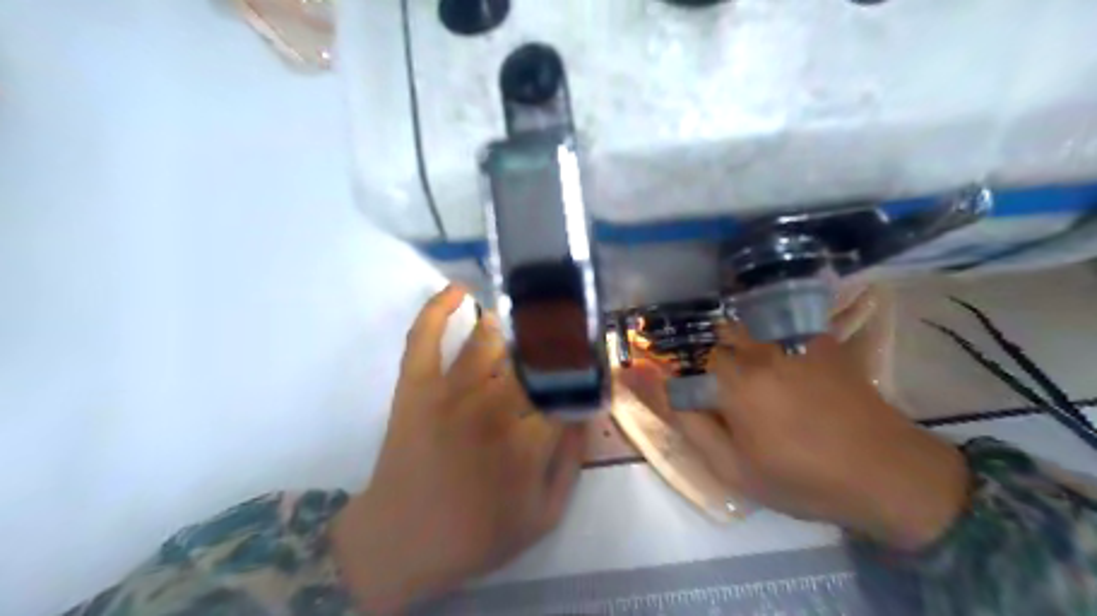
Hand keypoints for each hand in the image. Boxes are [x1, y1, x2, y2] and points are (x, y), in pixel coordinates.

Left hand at [329, 286, 586, 613]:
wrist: (402, 540)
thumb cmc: (478, 532)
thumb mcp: (544, 515)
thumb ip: (572, 463)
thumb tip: (587, 413)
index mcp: (527, 441)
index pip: (569, 389)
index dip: (586, 372)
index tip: (595, 362)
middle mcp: (493, 407)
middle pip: (534, 357)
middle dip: (558, 337)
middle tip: (571, 324)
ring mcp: (450, 392)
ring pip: (488, 340)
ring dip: (513, 322)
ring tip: (529, 312)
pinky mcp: (416, 386)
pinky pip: (425, 337)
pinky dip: (438, 308)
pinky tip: (458, 289)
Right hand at [620, 327, 972, 552]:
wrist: (889, 473)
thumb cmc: (803, 478)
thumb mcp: (733, 467)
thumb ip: (686, 420)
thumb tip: (643, 382)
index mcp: (734, 382)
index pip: (681, 356)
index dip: (672, 369)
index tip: (674, 388)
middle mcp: (759, 348)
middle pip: (708, 333)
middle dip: (698, 353)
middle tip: (711, 388)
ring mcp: (789, 338)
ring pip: (737, 324)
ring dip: (726, 341)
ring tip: (739, 376)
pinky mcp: (815, 337)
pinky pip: (771, 322)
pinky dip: (758, 333)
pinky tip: (772, 364)